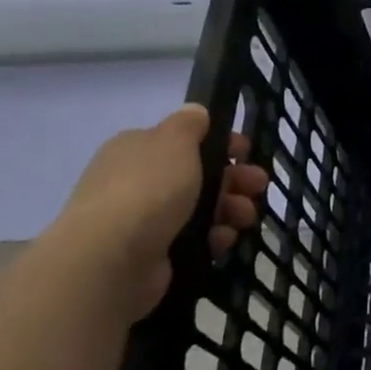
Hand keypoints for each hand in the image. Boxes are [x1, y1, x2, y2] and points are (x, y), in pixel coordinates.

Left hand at [45, 104, 268, 317]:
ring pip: (202, 209)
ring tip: (244, 218)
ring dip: (230, 210)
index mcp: (138, 150)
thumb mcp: (174, 141)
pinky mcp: (155, 253)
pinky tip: (222, 240)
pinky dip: (214, 238)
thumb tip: (195, 111)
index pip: (185, 142)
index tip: (246, 153)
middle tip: (258, 187)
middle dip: (234, 180)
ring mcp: (145, 220)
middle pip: (199, 176)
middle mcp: (137, 182)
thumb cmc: (148, 189)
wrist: (113, 257)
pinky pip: (195, 240)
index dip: (220, 145)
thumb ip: (189, 124)